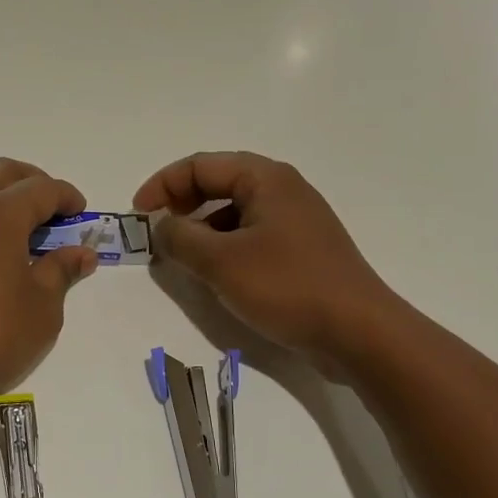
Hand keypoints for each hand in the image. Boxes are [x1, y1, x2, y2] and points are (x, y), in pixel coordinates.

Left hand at [0, 159, 97, 416]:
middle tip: (55, 212)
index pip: (42, 188)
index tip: (83, 214)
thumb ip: (62, 271)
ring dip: (4, 198)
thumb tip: (81, 253)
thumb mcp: (42, 307)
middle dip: (34, 183)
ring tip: (27, 233)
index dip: (68, 197)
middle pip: (4, 173)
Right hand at [134, 151, 400, 366]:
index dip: (163, 185)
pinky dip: (224, 247)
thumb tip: (160, 225)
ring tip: (181, 258)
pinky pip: (251, 236)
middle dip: (181, 204)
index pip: (201, 165)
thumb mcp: (221, 262)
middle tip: (156, 233)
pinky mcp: (301, 251)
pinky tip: (215, 276)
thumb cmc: (287, 287)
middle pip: (218, 183)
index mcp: (265, 179)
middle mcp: (283, 190)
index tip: (138, 216)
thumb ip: (180, 238)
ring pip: (234, 212)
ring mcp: (295, 221)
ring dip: (201, 228)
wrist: (359, 333)